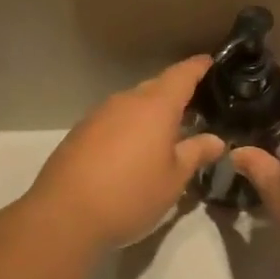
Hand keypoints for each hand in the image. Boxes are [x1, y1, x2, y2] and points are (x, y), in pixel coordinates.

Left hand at [26, 56, 225, 252]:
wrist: (64, 216)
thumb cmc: (130, 195)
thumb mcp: (173, 179)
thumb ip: (195, 153)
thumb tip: (215, 139)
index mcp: (155, 106)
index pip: (182, 74)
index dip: (198, 67)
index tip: (211, 62)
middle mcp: (126, 101)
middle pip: (156, 87)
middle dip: (176, 94)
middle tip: (195, 109)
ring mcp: (99, 114)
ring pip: (133, 104)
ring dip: (150, 113)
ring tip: (165, 134)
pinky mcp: (80, 132)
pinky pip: (114, 120)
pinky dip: (129, 127)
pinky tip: (132, 151)